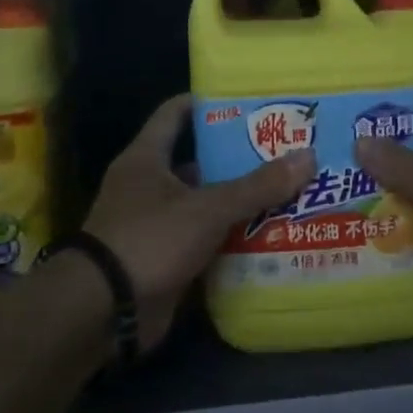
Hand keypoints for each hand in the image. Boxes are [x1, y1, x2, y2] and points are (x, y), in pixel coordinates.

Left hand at [83, 94, 314, 351]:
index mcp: (147, 159)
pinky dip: (232, 239)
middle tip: (285, 151)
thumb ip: (257, 186)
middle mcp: (149, 186)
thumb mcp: (207, 208)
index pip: (175, 114)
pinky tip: (271, 235)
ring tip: (290, 191)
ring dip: (240, 202)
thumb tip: (308, 156)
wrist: (104, 311)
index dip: (208, 103)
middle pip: (199, 162)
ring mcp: (157, 225)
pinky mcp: (166, 259)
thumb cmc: (149, 240)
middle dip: (239, 159)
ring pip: (206, 204)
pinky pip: (206, 241)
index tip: (248, 101)